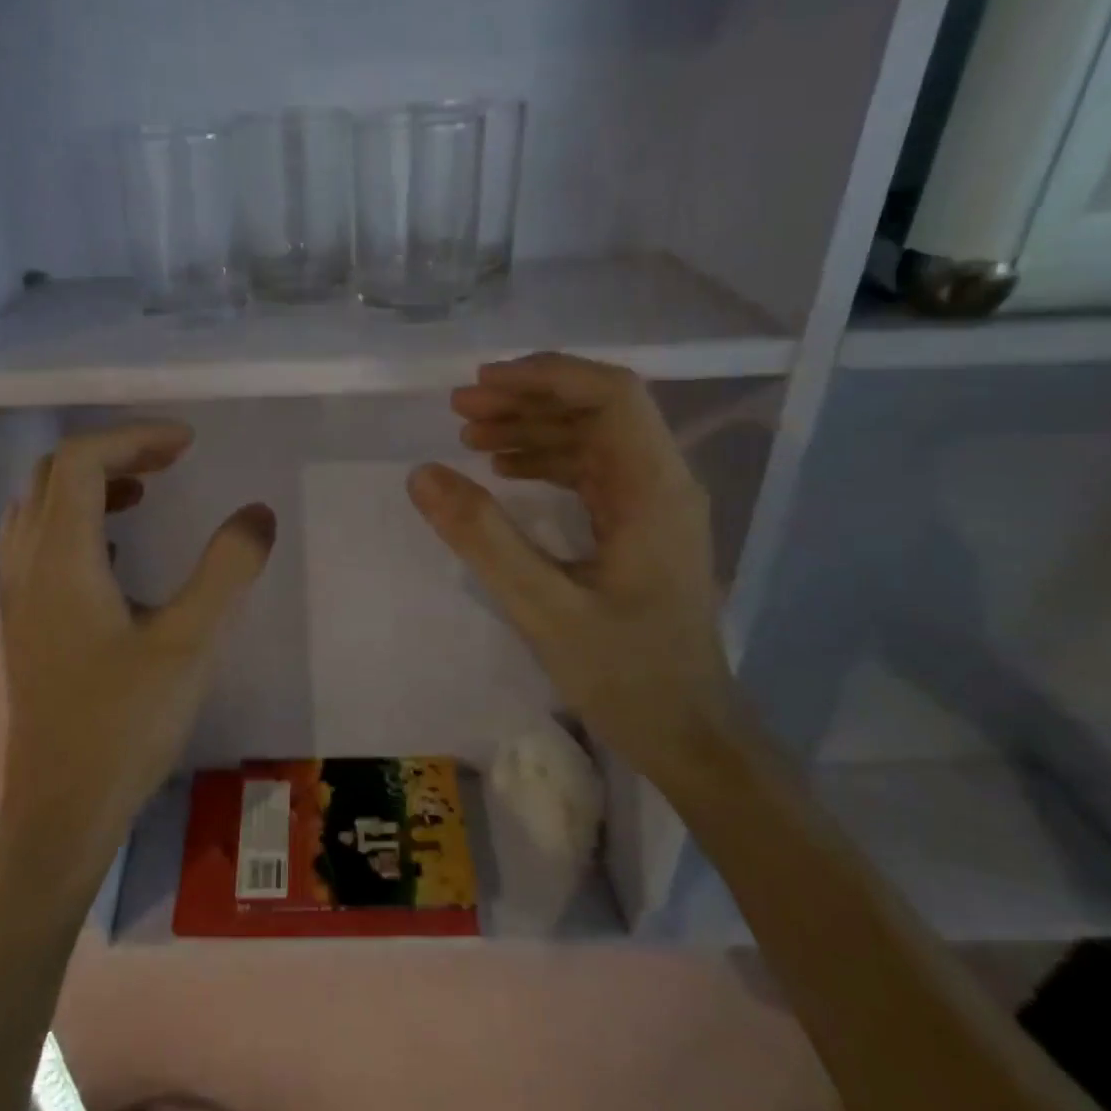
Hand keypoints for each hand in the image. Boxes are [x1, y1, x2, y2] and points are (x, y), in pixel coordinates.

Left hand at [0, 421, 275, 871]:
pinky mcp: (26, 624)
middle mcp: (28, 566)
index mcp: (62, 559)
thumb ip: (226, 571)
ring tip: (146, 494)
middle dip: (113, 454)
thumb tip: (257, 513)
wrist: (61, 810)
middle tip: (170, 461)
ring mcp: (19, 596)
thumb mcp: (189, 644)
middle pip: (54, 475)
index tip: (187, 444)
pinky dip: (79, 522)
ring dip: (90, 486)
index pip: (81, 461)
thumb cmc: (124, 725)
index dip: (134, 438)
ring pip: (40, 508)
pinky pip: (41, 544)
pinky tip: (120, 555)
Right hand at [406, 353, 736, 781]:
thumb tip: (423, 474)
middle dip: (528, 398)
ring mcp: (654, 506)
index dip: (546, 376)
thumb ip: (483, 537)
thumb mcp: (543, 607)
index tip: (482, 384)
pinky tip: (504, 470)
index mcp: (654, 489)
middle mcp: (662, 483)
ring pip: (592, 438)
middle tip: (460, 408)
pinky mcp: (639, 529)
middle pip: (599, 409)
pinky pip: (591, 473)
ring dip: (532, 428)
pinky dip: (545, 461)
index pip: (612, 395)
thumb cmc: (625, 675)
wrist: (688, 735)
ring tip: (469, 433)